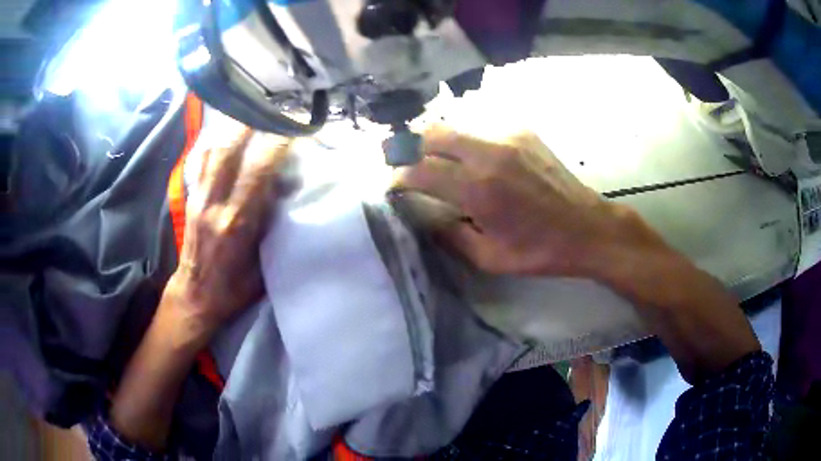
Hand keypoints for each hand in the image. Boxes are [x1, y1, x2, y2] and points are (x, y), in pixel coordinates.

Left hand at [167, 126, 291, 337]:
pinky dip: (215, 143)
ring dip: (232, 128)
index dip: (277, 144)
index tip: (294, 127)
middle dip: (251, 123)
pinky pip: (201, 162)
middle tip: (270, 107)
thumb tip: (284, 191)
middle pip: (228, 150)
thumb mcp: (263, 263)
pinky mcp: (191, 199)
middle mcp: (215, 203)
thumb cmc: (235, 287)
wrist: (197, 295)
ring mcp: (199, 198)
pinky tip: (225, 135)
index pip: (258, 171)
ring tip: (250, 113)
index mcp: (237, 222)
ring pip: (212, 151)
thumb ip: (273, 226)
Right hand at [395, 124, 759, 383]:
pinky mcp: (524, 133)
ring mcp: (508, 137)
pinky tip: (472, 161)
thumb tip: (423, 216)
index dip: (398, 176)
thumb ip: (449, 234)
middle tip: (407, 166)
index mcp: (479, 189)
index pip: (420, 170)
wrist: (591, 228)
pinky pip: (481, 129)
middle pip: (432, 132)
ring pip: (456, 125)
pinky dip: (465, 142)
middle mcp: (489, 153)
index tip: (392, 186)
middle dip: (411, 147)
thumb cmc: (542, 251)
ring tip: (436, 163)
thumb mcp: (490, 258)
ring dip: (437, 142)